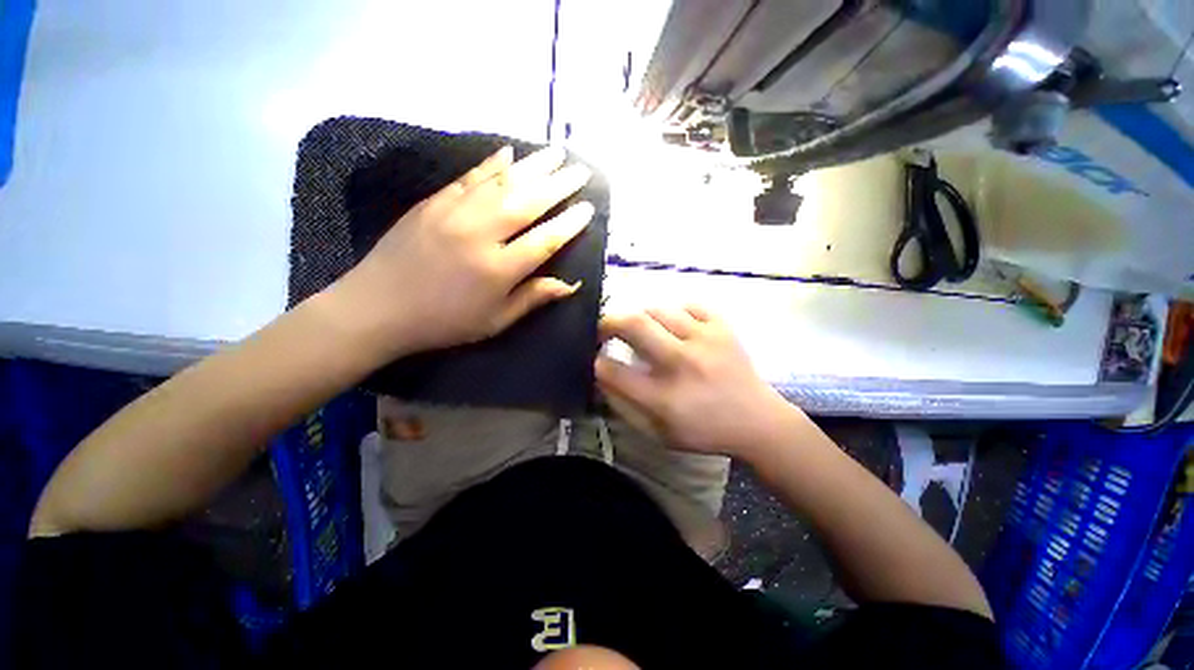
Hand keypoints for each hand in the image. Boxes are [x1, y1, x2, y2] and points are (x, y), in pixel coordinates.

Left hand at [326, 145, 593, 357]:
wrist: (377, 308)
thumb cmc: (444, 323)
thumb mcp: (494, 322)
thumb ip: (532, 299)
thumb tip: (570, 285)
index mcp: (498, 270)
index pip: (544, 240)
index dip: (569, 224)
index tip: (588, 208)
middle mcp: (480, 235)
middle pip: (527, 203)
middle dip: (558, 185)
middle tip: (580, 171)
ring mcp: (453, 214)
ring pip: (502, 183)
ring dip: (532, 166)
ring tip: (556, 153)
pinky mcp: (432, 203)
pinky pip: (468, 178)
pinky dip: (491, 164)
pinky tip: (508, 152)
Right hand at [595, 307, 802, 458]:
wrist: (759, 422)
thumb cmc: (705, 431)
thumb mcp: (659, 433)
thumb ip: (625, 408)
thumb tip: (603, 378)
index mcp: (665, 397)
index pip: (616, 371)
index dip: (598, 363)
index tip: (596, 359)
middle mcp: (682, 362)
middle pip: (634, 325)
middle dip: (608, 322)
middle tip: (604, 329)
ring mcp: (705, 340)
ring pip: (658, 310)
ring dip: (641, 317)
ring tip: (642, 329)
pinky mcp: (723, 328)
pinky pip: (689, 306)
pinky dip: (675, 313)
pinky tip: (676, 327)